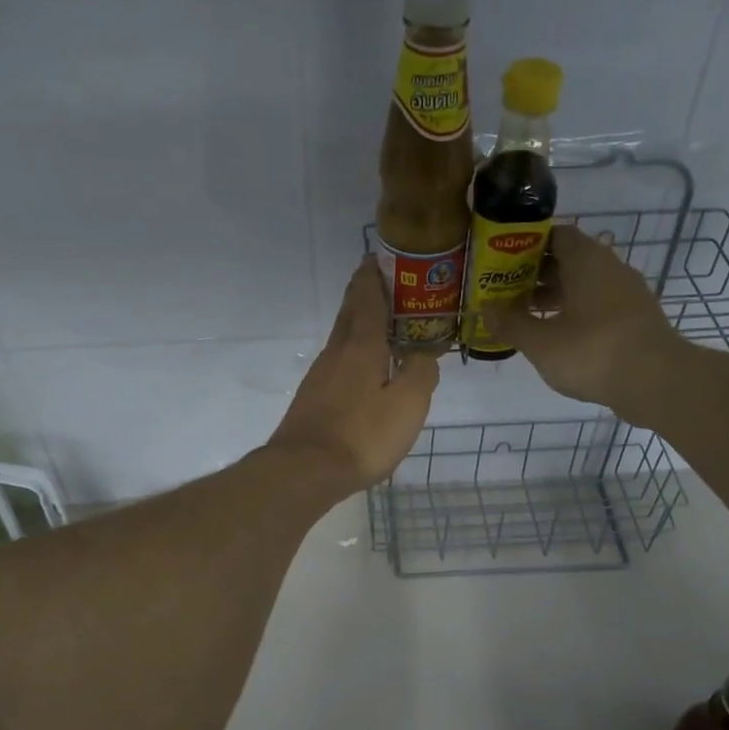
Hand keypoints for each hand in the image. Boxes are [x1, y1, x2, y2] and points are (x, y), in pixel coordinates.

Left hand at [268, 258, 437, 493]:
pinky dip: (351, 354)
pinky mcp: (312, 400)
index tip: (377, 258)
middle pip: (348, 314)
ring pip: (340, 339)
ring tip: (376, 322)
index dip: (373, 279)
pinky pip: (336, 364)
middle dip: (361, 294)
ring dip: (356, 323)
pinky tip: (360, 369)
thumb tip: (423, 355)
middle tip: (377, 280)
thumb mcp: (407, 404)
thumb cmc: (362, 434)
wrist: (306, 471)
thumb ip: (420, 373)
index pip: (368, 301)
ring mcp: (319, 378)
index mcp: (361, 347)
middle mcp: (336, 354)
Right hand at [481, 223, 676, 420]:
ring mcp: (628, 295)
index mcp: (587, 260)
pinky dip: (576, 315)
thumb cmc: (592, 352)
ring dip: (556, 297)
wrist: (656, 381)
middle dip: (538, 274)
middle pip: (570, 261)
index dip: (528, 245)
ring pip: (585, 286)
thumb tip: (486, 309)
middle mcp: (610, 268)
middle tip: (508, 292)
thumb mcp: (541, 342)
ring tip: (527, 317)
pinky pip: (599, 307)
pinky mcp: (636, 320)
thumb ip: (511, 324)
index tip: (504, 261)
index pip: (557, 235)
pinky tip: (557, 337)